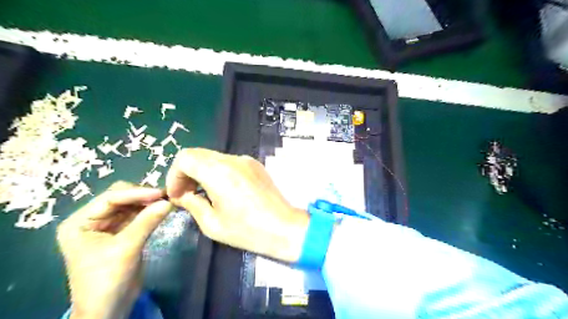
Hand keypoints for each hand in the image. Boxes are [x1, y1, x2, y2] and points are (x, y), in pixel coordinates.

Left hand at [57, 180, 173, 317]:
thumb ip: (147, 222)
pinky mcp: (122, 233)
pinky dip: (150, 212)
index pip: (110, 198)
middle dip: (143, 196)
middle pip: (120, 198)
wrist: (108, 309)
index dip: (137, 193)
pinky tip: (162, 210)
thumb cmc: (107, 280)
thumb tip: (169, 201)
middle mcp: (92, 220)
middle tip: (166, 197)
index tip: (161, 193)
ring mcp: (108, 226)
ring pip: (131, 206)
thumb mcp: (126, 248)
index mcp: (80, 222)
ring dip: (148, 203)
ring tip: (167, 201)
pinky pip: (137, 216)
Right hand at [165, 148, 305, 262]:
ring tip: (203, 194)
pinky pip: (229, 162)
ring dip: (202, 172)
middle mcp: (232, 160)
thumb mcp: (212, 224)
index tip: (177, 195)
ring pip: (213, 157)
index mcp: (218, 172)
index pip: (185, 157)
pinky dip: (218, 172)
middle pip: (198, 155)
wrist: (284, 227)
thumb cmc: (247, 230)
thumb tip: (183, 195)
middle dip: (186, 173)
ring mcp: (246, 160)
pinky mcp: (256, 165)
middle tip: (186, 194)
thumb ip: (192, 204)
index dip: (175, 175)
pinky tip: (223, 190)